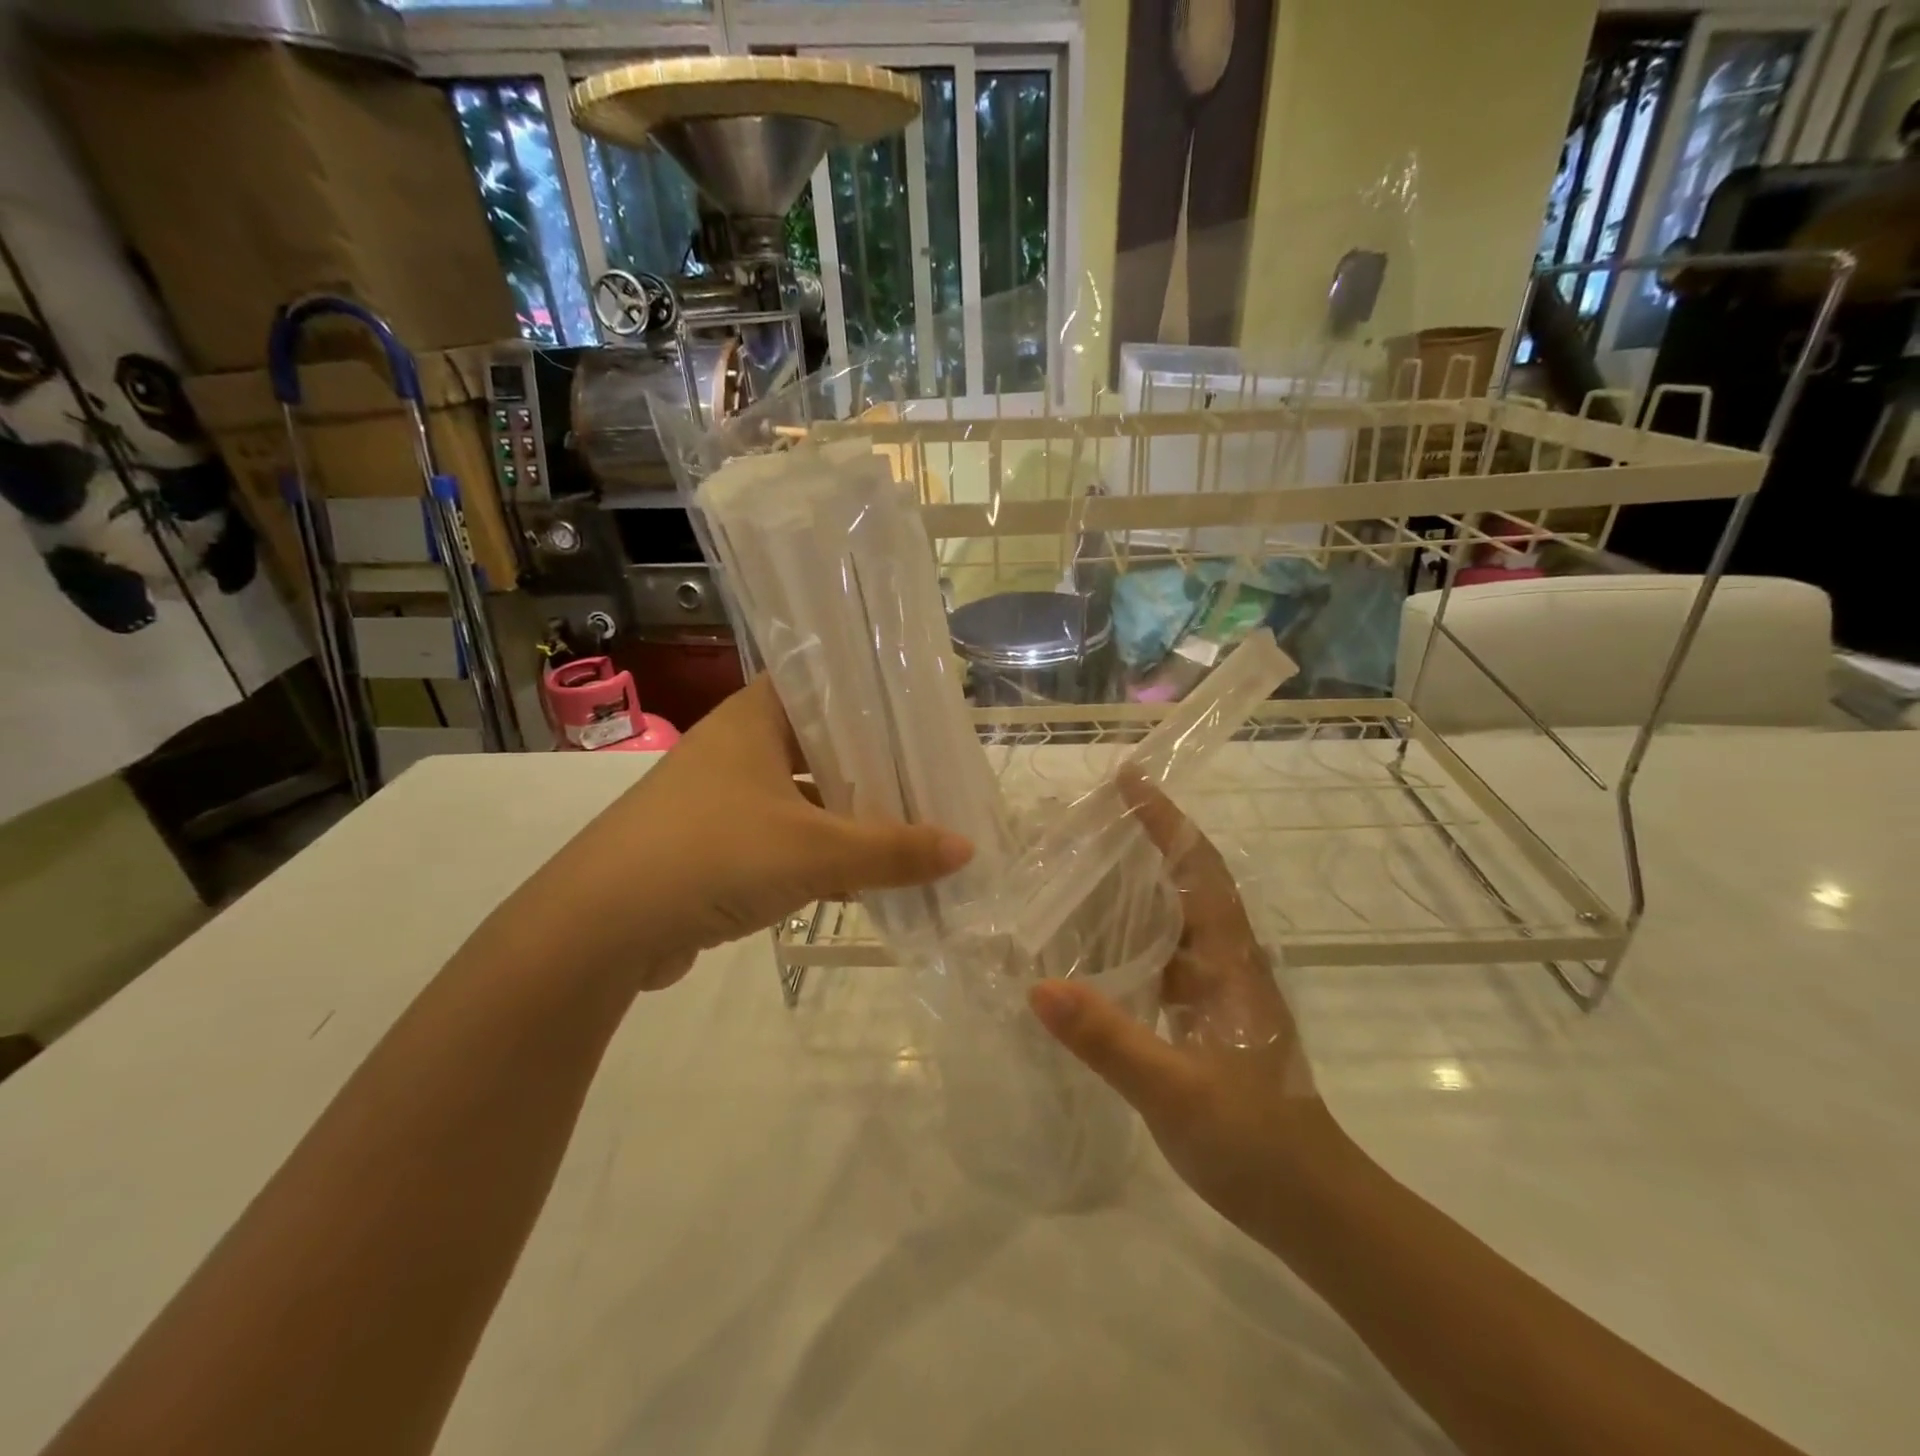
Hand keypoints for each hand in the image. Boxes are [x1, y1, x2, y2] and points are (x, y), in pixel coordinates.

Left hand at [529, 678, 972, 991]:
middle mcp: (737, 748)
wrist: (600, 929)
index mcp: (754, 719)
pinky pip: (785, 839)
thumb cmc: (712, 855)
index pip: (825, 685)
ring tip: (911, 825)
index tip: (923, 713)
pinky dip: (821, 854)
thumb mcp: (814, 850)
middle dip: (874, 764)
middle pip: (821, 745)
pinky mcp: (715, 848)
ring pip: (805, 796)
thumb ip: (893, 850)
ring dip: (850, 815)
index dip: (874, 696)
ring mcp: (723, 800)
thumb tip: (966, 848)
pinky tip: (865, 876)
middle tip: (932, 775)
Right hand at [1028, 773, 1339, 1236]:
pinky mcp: (1208, 1018)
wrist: (1312, 1206)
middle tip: (1083, 821)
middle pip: (1185, 881)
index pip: (1199, 867)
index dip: (1166, 820)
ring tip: (1079, 870)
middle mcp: (1227, 961)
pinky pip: (1164, 957)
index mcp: (1230, 959)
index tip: (1128, 779)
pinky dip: (1131, 937)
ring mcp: (1220, 991)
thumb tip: (1037, 986)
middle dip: (1142, 842)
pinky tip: (1092, 948)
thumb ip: (1109, 1039)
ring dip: (1134, 888)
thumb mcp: (1175, 1092)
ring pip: (1173, 919)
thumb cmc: (1255, 1141)